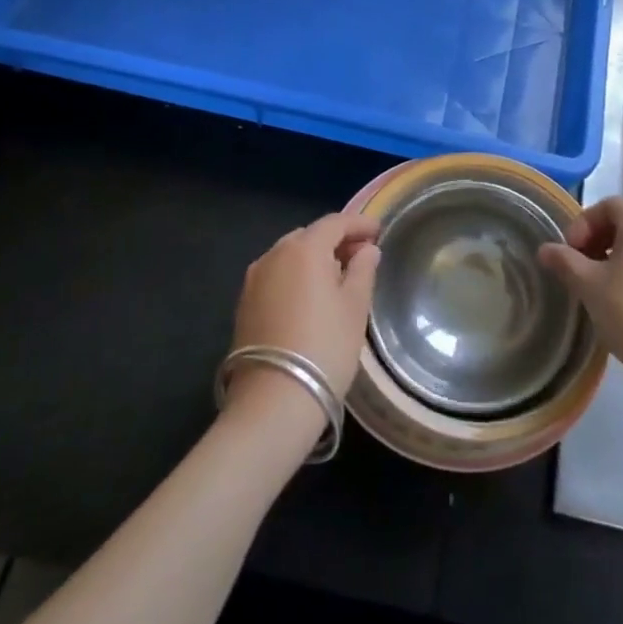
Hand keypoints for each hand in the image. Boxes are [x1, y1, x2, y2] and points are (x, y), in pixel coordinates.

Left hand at [228, 213, 380, 414]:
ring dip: (313, 259)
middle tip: (360, 256)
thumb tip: (367, 250)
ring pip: (289, 256)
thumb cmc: (324, 347)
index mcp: (304, 248)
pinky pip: (276, 276)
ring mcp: (254, 279)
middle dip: (335, 241)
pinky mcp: (244, 304)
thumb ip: (363, 271)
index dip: (359, 224)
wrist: (273, 400)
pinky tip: (310, 298)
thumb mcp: (355, 307)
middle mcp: (274, 255)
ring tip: (336, 278)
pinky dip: (295, 276)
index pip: (334, 223)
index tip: (378, 231)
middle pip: (309, 236)